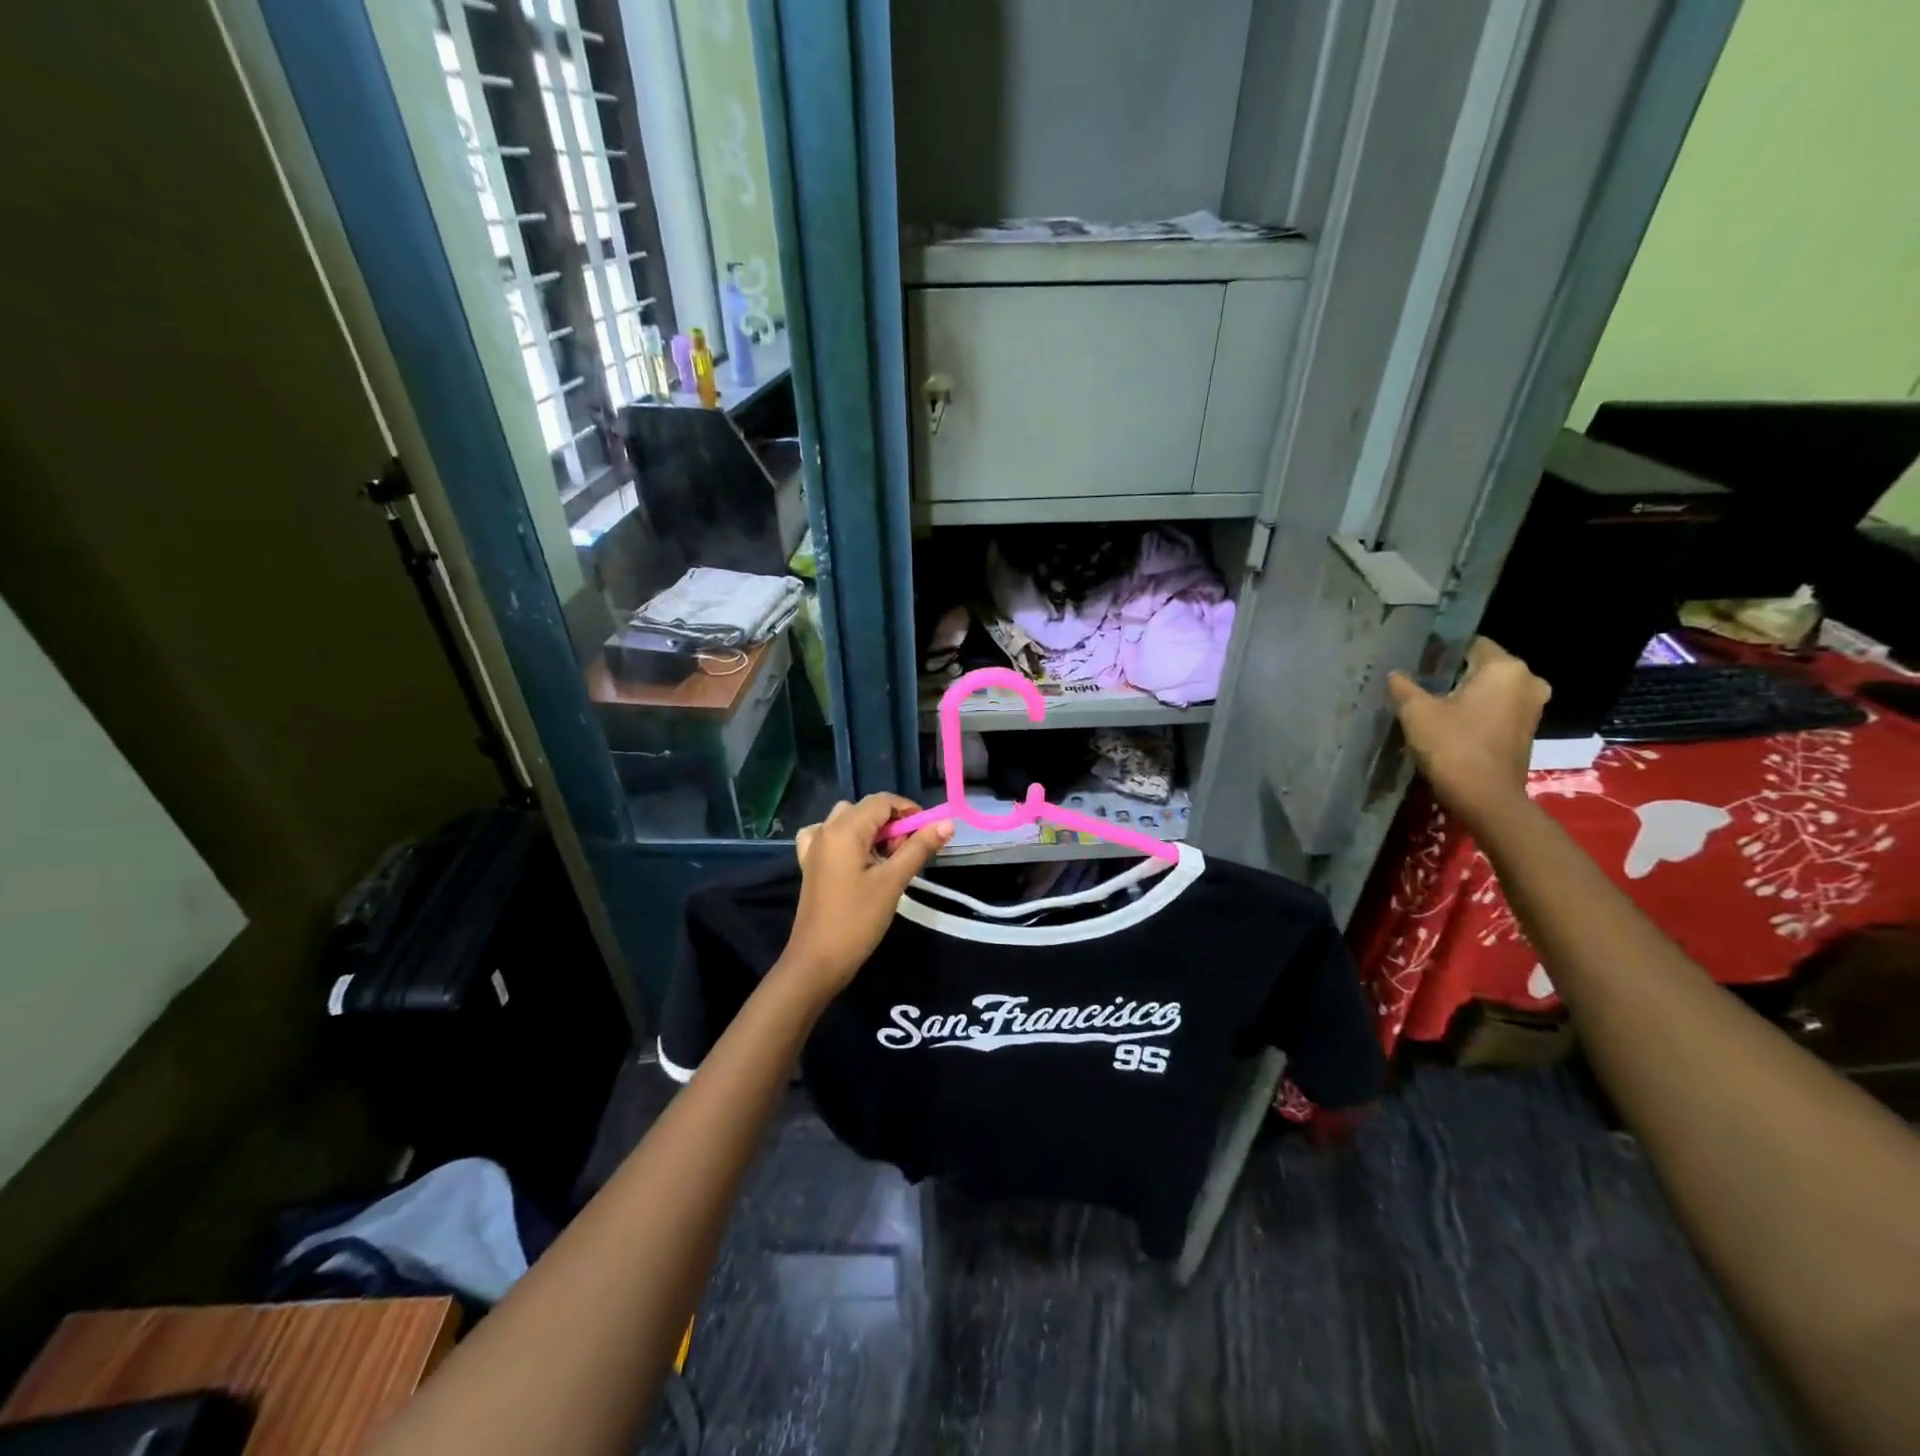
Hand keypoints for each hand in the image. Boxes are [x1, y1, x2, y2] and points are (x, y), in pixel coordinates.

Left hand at [780, 795, 952, 997]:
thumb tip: (947, 823)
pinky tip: (855, 858)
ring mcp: (814, 846)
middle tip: (906, 854)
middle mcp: (825, 829)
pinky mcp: (809, 863)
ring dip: (872, 832)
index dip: (909, 811)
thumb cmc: (857, 920)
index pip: (882, 801)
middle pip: (866, 809)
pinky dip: (847, 839)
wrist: (817, 960)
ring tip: (886, 860)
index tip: (928, 833)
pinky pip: (829, 836)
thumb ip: (919, 848)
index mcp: (844, 829)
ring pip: (848, 821)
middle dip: (892, 824)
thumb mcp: (893, 881)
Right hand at [1387, 637, 1549, 828]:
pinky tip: (1451, 721)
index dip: (1442, 650)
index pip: (1471, 643)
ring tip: (1432, 702)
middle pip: (1483, 666)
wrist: (1485, 798)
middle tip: (1420, 682)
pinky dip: (1477, 710)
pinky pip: (1498, 708)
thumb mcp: (1416, 712)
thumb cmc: (1452, 746)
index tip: (1417, 661)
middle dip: (1454, 672)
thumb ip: (1404, 687)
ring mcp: (1532, 707)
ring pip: (1491, 688)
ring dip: (1466, 693)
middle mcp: (1527, 681)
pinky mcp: (1527, 730)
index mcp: (1505, 668)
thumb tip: (1395, 674)